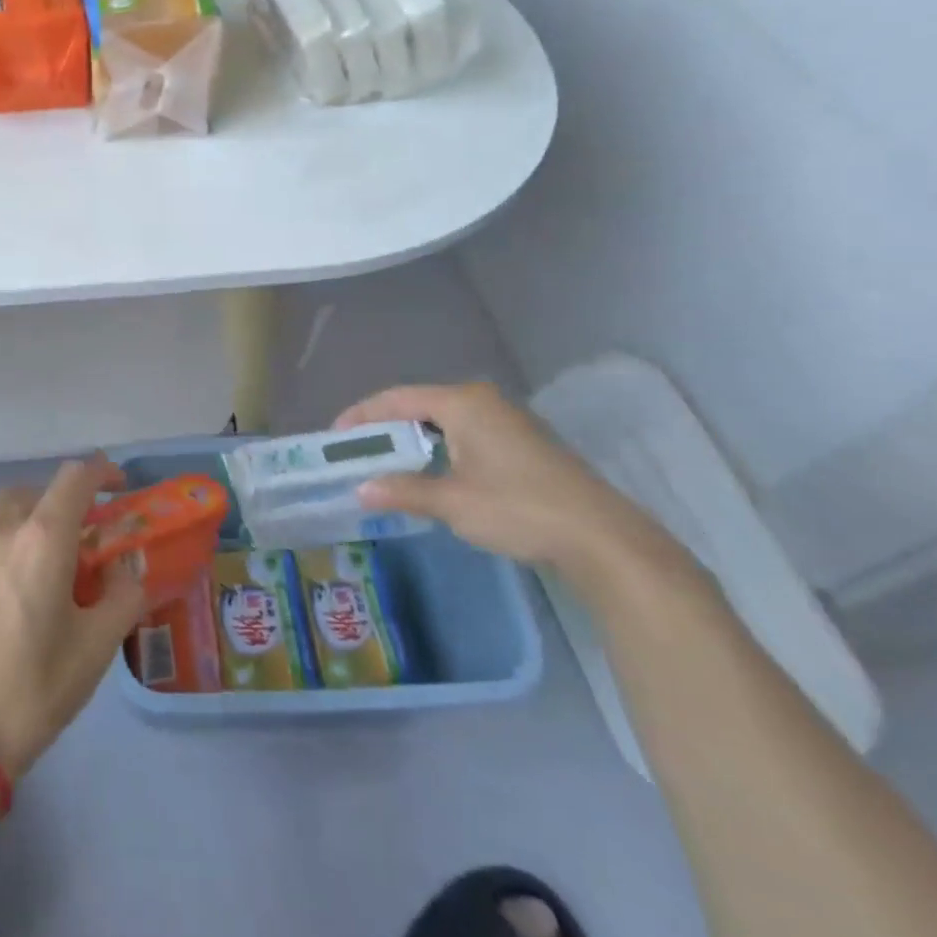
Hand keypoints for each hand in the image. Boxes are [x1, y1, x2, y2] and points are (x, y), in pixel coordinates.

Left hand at [0, 455, 146, 782]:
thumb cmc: (33, 688)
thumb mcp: (96, 647)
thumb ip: (122, 595)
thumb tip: (125, 571)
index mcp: (41, 537)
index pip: (75, 477)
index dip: (101, 471)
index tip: (119, 486)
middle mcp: (1, 528)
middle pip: (38, 489)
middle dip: (66, 501)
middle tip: (87, 536)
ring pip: (7, 510)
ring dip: (33, 518)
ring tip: (51, 562)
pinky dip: (9, 541)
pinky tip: (17, 588)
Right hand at [336, 383, 686, 585]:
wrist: (601, 537)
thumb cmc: (517, 508)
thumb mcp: (452, 502)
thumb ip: (403, 491)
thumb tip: (361, 490)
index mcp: (462, 403)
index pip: (396, 398)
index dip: (362, 415)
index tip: (335, 435)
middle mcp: (482, 401)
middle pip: (419, 405)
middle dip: (385, 427)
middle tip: (357, 450)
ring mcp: (506, 420)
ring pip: (443, 421)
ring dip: (413, 440)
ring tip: (386, 462)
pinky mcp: (522, 442)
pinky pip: (464, 434)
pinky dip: (438, 448)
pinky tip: (431, 473)